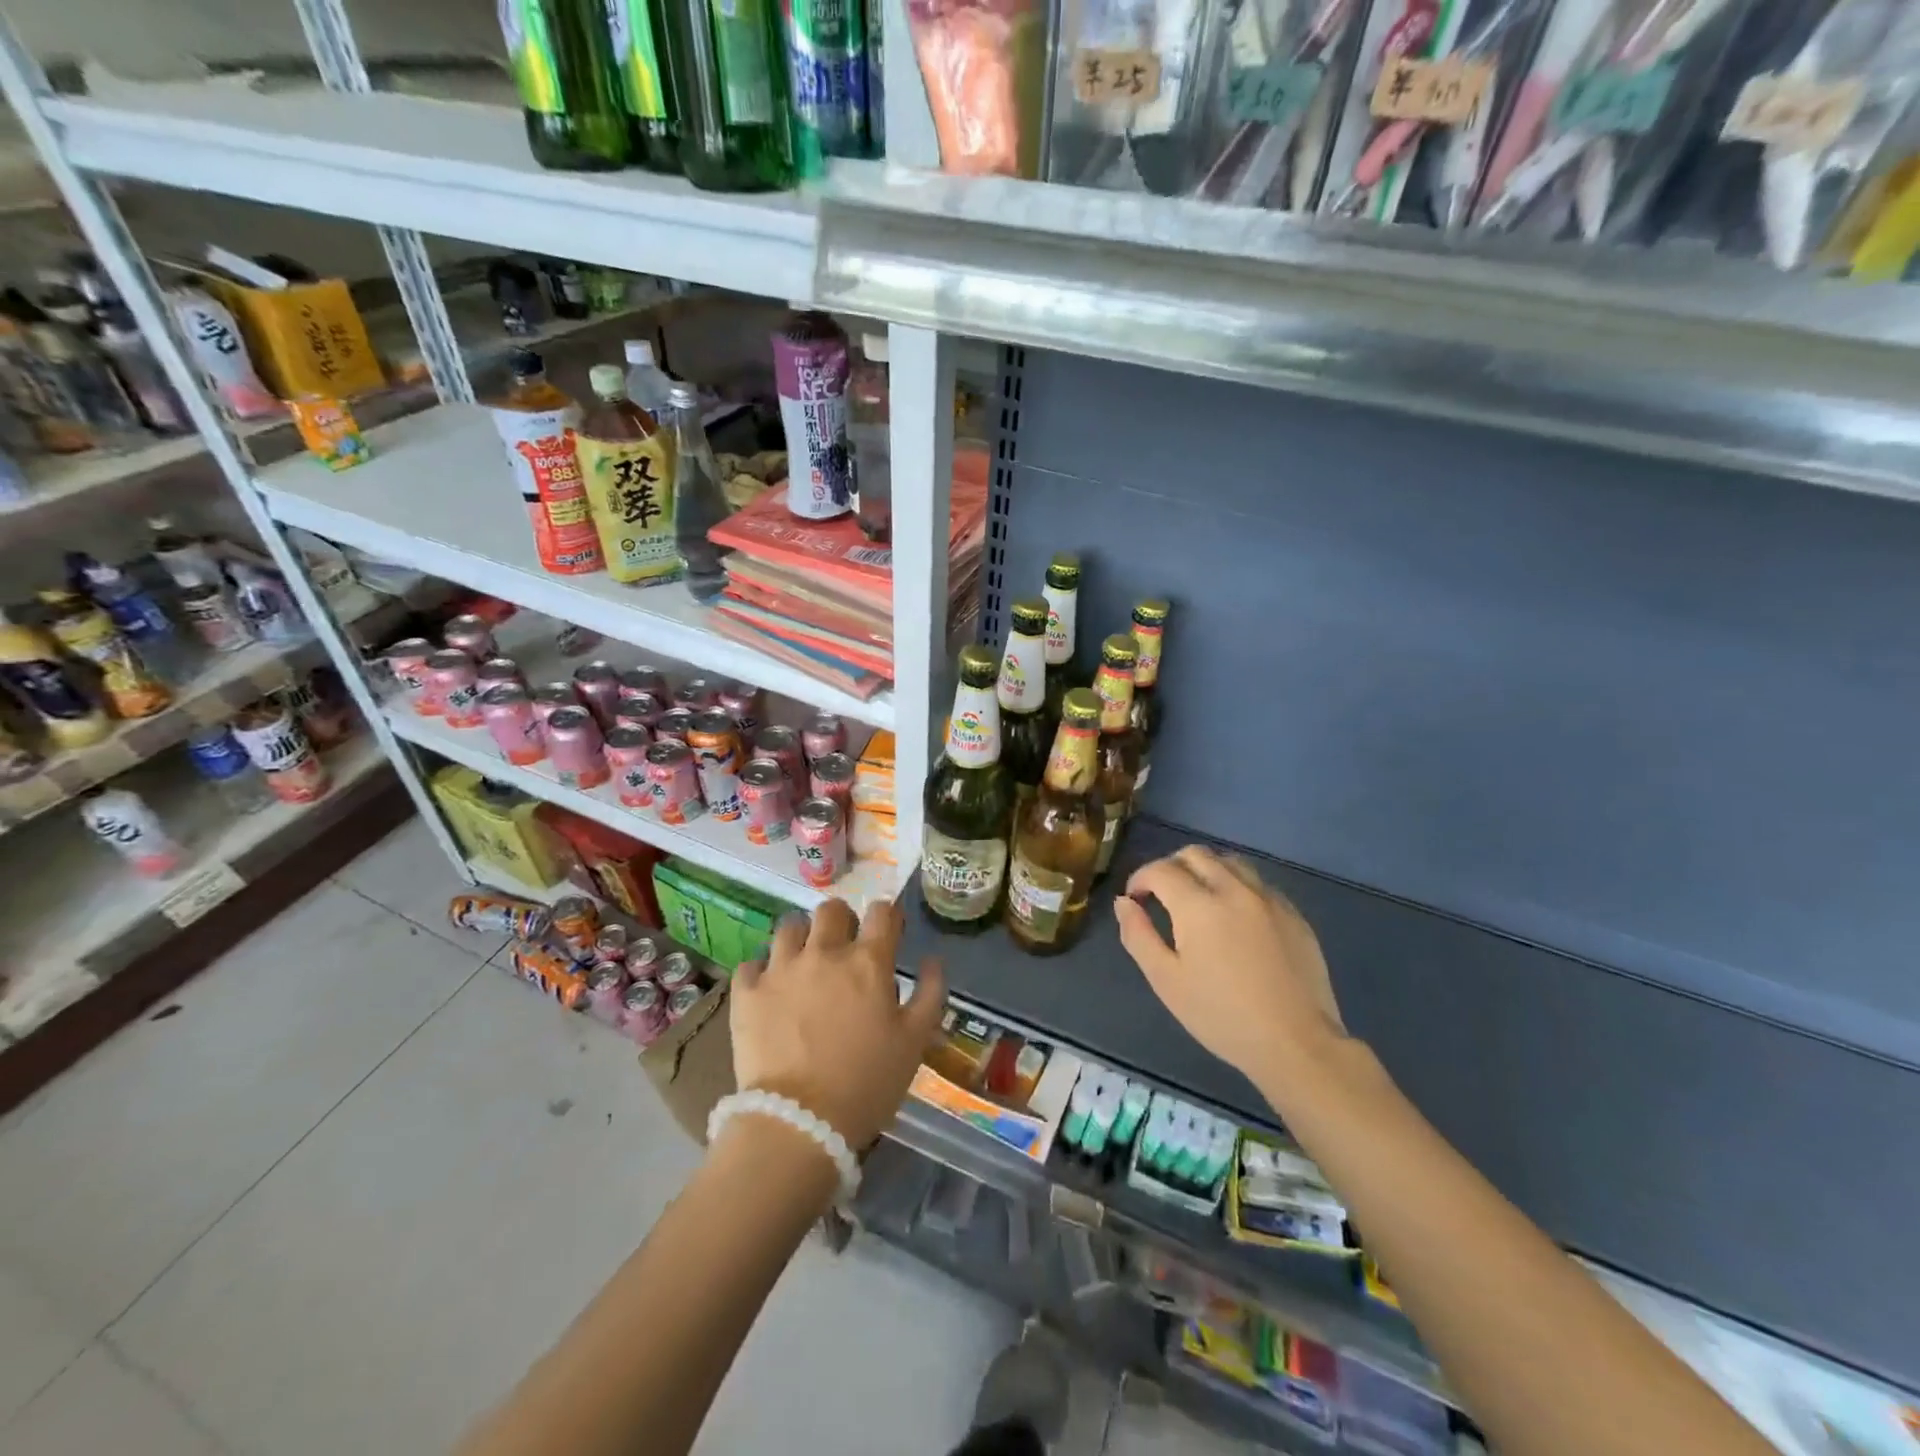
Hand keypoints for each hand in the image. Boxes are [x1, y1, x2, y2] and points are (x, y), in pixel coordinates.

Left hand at [730, 899, 946, 1150]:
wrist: (799, 1124)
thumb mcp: (914, 1042)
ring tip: (803, 963)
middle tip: (844, 947)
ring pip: (789, 926)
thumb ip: (929, 994)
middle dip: (842, 921)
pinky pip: (752, 964)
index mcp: (868, 962)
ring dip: (801, 938)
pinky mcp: (747, 992)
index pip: (882, 912)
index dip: (888, 917)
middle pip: (832, 909)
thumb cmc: (867, 1083)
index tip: (888, 933)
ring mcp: (781, 969)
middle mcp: (824, 953)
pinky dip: (762, 973)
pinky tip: (769, 991)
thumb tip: (932, 960)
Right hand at [1114, 846, 1347, 1088]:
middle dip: (1171, 867)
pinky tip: (1235, 918)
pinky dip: (1236, 886)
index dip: (1140, 879)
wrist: (1296, 1043)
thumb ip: (1138, 935)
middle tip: (1163, 896)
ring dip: (1205, 871)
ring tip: (1198, 900)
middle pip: (1195, 854)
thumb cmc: (1221, 1015)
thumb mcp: (1166, 980)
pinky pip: (1257, 883)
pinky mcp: (1293, 913)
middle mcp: (1234, 889)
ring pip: (1230, 862)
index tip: (1136, 900)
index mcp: (1198, 905)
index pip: (1160, 869)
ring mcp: (1268, 898)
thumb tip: (1124, 903)